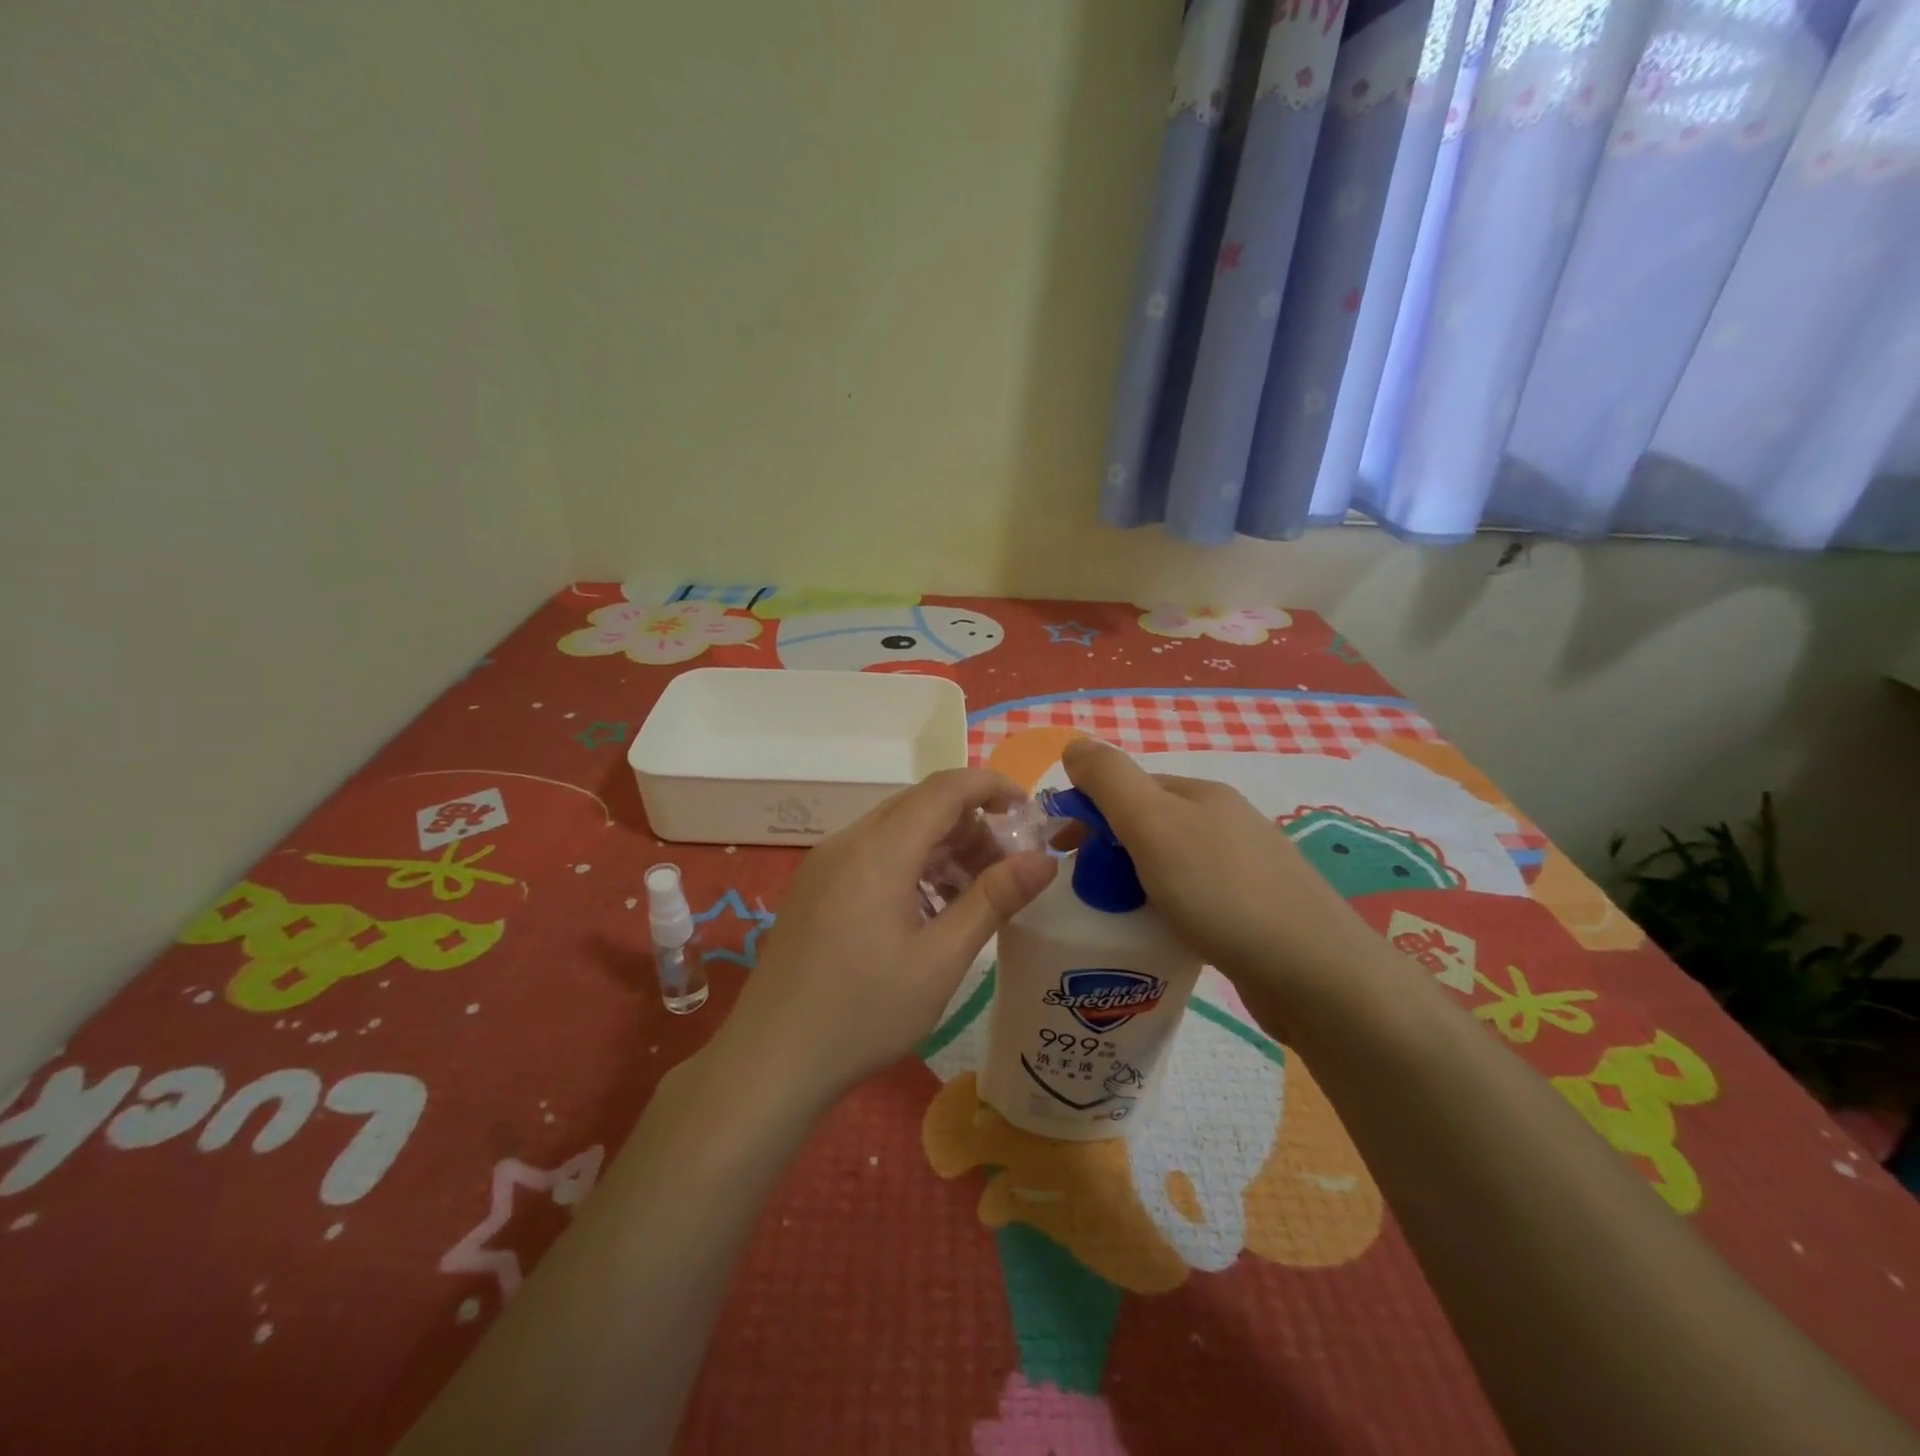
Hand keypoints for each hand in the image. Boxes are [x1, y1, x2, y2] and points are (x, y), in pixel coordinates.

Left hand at [718, 768, 1056, 1104]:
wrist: (771, 1061)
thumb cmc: (864, 1012)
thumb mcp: (941, 959)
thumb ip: (994, 900)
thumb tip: (1044, 860)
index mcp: (879, 850)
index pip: (945, 788)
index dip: (991, 786)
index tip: (1029, 809)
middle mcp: (848, 842)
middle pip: (920, 807)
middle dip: (971, 826)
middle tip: (1007, 870)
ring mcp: (825, 864)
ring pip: (896, 831)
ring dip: (942, 849)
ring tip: (973, 897)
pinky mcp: (815, 888)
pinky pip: (873, 856)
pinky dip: (911, 867)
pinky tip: (929, 912)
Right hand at [1060, 738, 1375, 1035]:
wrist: (1316, 974)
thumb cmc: (1223, 892)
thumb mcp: (1153, 824)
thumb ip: (1109, 780)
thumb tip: (1075, 744)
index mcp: (1200, 795)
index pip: (1127, 788)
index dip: (1088, 812)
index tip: (1059, 852)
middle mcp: (1224, 822)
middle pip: (1148, 826)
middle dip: (1109, 851)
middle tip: (1084, 892)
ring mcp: (1244, 868)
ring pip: (1169, 865)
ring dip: (1135, 884)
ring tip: (1114, 919)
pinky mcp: (1254, 913)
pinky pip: (1192, 900)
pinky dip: (1165, 910)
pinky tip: (1160, 937)